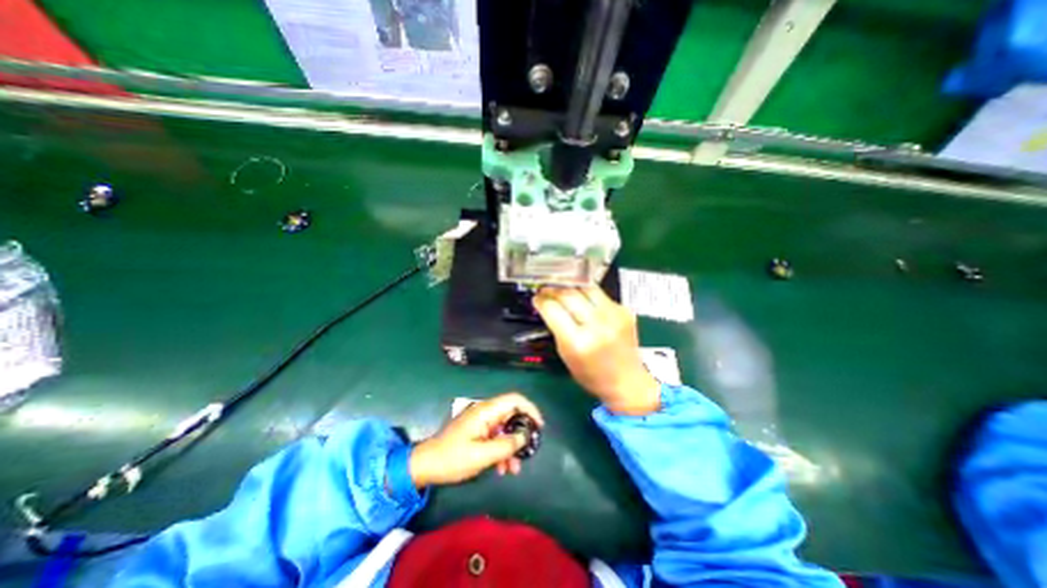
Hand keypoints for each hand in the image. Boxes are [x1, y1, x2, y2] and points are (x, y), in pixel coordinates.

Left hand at [407, 394, 543, 488]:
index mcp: (486, 411)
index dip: (530, 409)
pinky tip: (502, 468)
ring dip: (511, 447)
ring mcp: (481, 422)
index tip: (539, 427)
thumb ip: (505, 445)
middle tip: (528, 452)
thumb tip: (524, 437)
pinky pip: (496, 437)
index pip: (514, 399)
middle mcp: (485, 412)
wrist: (426, 466)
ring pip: (505, 429)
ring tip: (514, 469)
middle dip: (521, 434)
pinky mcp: (477, 432)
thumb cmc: (452, 458)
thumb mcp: (481, 455)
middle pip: (512, 415)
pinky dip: (501, 450)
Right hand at [536, 287, 657, 416]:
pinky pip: (600, 294)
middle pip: (568, 295)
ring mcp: (614, 315)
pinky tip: (582, 299)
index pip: (553, 310)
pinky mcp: (625, 310)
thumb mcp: (566, 354)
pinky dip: (587, 294)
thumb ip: (557, 328)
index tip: (536, 298)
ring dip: (570, 287)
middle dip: (553, 290)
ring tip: (562, 289)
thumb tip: (547, 304)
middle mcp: (597, 325)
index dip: (541, 301)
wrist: (627, 380)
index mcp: (577, 342)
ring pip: (585, 288)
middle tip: (545, 290)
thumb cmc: (590, 374)